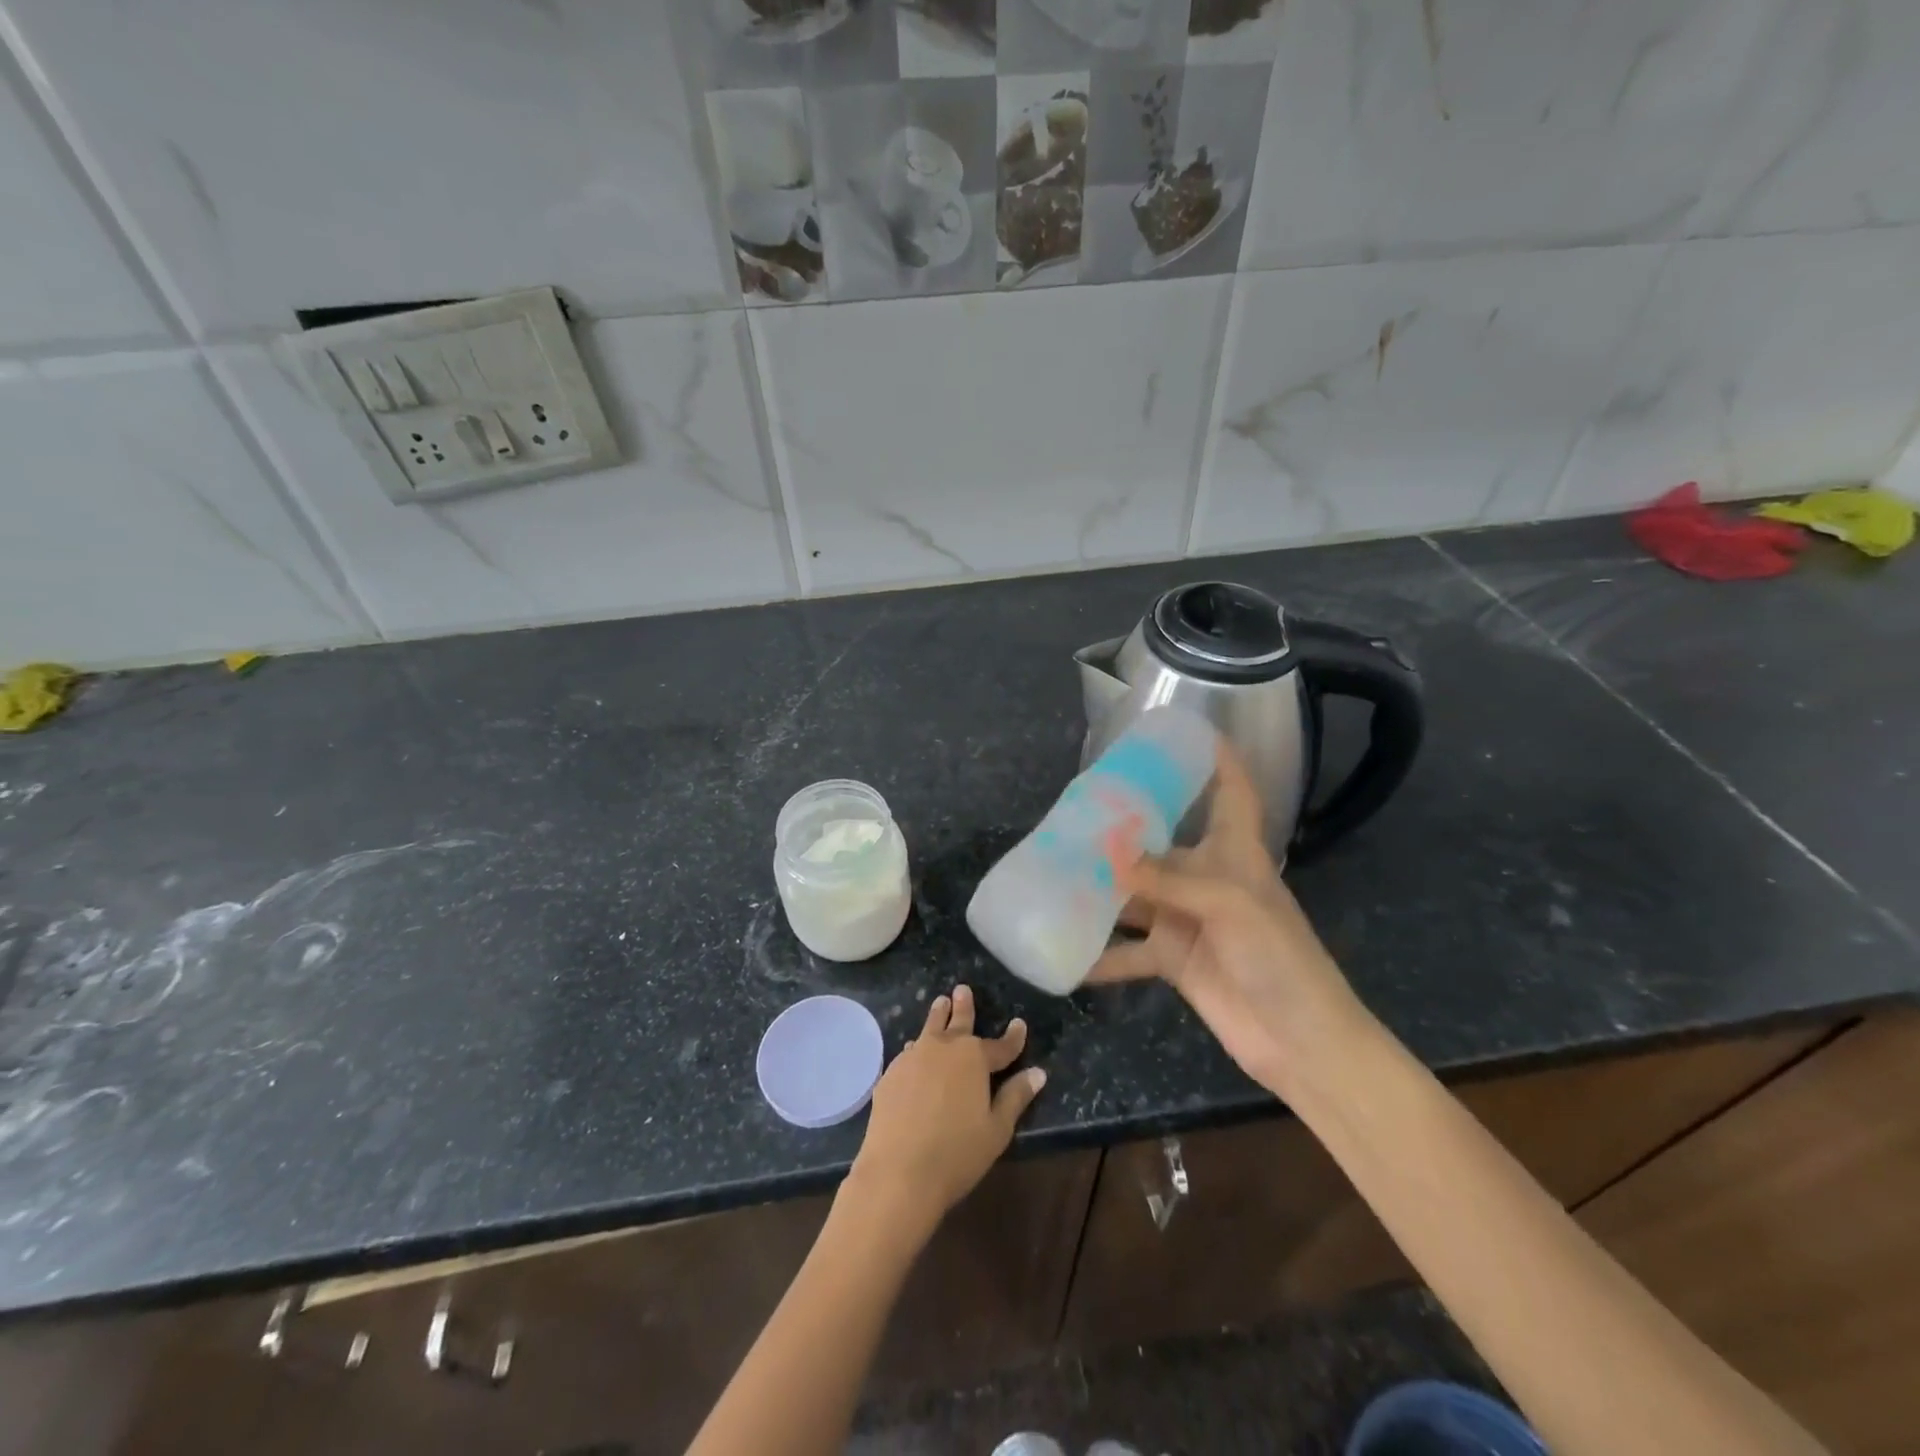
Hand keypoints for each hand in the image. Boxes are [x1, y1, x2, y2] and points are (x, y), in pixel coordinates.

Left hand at [847, 985, 1046, 1232]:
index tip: (1019, 1024)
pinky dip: (917, 1049)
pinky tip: (914, 1051)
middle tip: (962, 989)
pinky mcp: (890, 1075)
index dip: (1013, 1037)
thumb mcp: (996, 1129)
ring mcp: (913, 1059)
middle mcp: (943, 1048)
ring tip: (940, 1003)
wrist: (898, 1172)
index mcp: (973, 1058)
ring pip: (929, 1030)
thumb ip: (1016, 1097)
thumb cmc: (956, 1153)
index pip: (1000, 1046)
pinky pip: (908, 1054)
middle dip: (964, 1007)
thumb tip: (1038, 1073)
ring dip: (937, 1017)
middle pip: (958, 1023)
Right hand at [1087, 744, 1371, 1097]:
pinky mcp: (1173, 959)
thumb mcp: (1228, 906)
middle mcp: (1207, 878)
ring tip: (1054, 871)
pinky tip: (1063, 952)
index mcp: (1235, 852)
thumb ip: (1166, 879)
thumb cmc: (1278, 957)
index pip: (1232, 791)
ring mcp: (1187, 919)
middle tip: (1077, 808)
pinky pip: (1127, 952)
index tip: (1184, 731)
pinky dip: (1099, 955)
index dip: (1217, 758)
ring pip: (1135, 894)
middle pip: (1162, 842)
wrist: (1299, 1041)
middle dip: (1125, 827)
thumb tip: (1107, 852)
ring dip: (1101, 888)